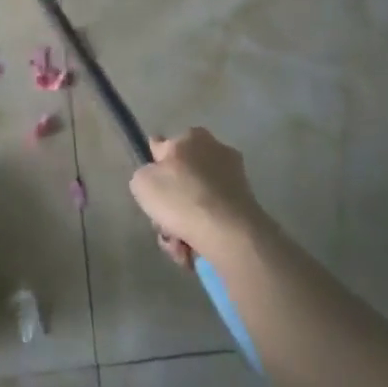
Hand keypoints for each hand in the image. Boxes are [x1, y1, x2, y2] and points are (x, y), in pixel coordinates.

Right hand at [128, 128, 269, 265]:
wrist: (227, 231)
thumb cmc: (180, 198)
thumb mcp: (141, 181)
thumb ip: (145, 173)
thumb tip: (156, 177)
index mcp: (191, 137)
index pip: (163, 147)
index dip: (154, 168)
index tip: (151, 190)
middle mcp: (216, 151)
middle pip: (181, 180)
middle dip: (170, 204)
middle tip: (162, 223)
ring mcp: (234, 179)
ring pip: (195, 202)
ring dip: (183, 224)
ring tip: (178, 244)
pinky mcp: (245, 205)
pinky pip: (213, 217)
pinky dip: (202, 232)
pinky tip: (193, 249)